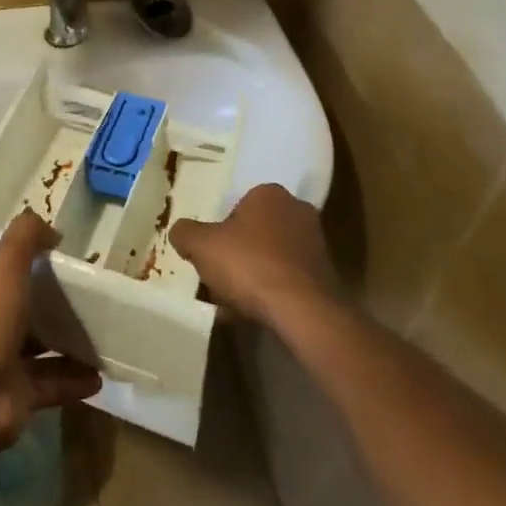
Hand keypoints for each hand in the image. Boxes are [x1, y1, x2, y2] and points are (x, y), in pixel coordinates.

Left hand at [0, 210, 101, 458]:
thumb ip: (25, 238)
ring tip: (101, 340)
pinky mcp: (18, 398)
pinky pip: (52, 386)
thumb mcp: (5, 264)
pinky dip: (74, 381)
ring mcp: (1, 367)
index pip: (0, 278)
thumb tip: (50, 229)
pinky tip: (99, 377)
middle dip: (50, 310)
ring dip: (68, 348)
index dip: (25, 268)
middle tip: (88, 302)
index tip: (59, 262)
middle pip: (22, 316)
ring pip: (39, 353)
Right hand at [169, 184, 336, 328]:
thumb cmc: (248, 264)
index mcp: (269, 194)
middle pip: (255, 231)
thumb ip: (185, 233)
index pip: (237, 205)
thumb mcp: (200, 245)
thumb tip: (180, 232)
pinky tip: (254, 311)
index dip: (220, 230)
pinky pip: (286, 278)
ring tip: (233, 301)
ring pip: (270, 256)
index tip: (210, 253)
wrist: (302, 310)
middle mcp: (297, 210)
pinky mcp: (325, 274)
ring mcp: (315, 243)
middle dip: (237, 252)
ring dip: (253, 273)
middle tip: (219, 275)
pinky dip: (271, 290)